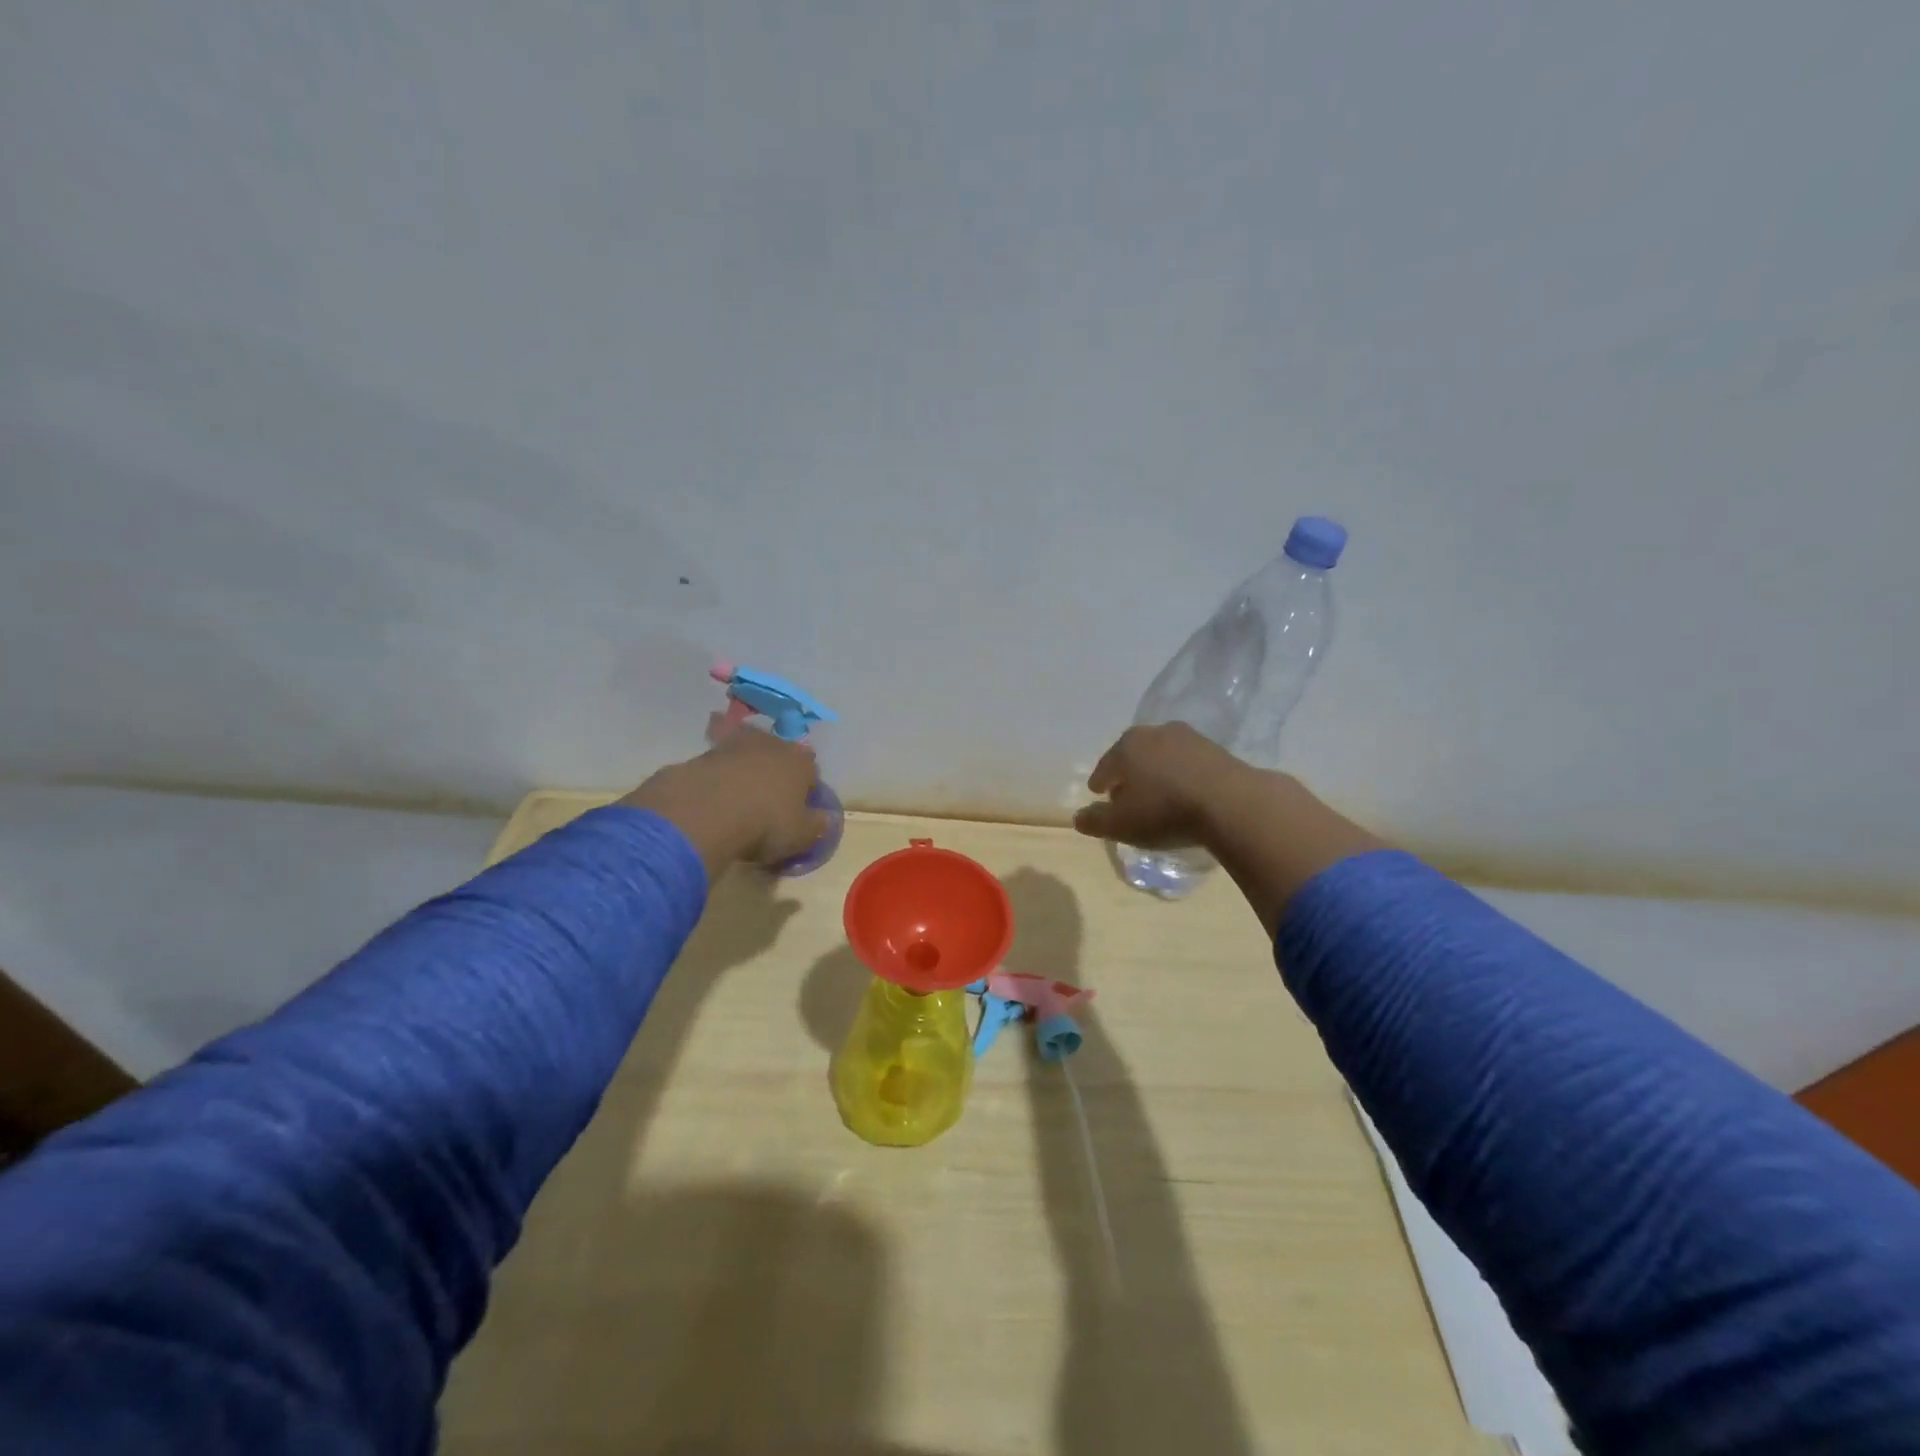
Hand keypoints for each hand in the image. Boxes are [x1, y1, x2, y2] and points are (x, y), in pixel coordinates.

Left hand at [621, 725, 828, 875]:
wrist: (707, 812)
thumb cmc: (766, 823)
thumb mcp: (801, 835)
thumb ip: (816, 825)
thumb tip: (825, 819)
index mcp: (800, 762)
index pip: (811, 769)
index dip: (806, 788)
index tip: (799, 809)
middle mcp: (771, 745)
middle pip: (778, 755)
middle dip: (775, 772)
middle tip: (768, 799)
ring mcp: (734, 745)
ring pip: (745, 754)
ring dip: (744, 770)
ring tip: (738, 798)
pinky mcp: (701, 754)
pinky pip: (715, 764)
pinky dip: (716, 777)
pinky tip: (711, 798)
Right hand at [1076, 722, 1384, 932]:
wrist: (1232, 803)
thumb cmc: (1165, 811)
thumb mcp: (1121, 825)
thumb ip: (1095, 821)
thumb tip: (1079, 817)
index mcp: (1127, 746)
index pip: (1106, 764)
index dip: (1100, 780)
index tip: (1099, 793)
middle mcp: (1155, 733)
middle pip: (1135, 754)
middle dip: (1129, 772)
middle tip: (1127, 792)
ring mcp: (1190, 738)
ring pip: (1163, 755)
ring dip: (1158, 772)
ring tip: (1159, 794)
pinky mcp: (1218, 750)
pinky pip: (1190, 763)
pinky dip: (1183, 775)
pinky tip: (1187, 793)